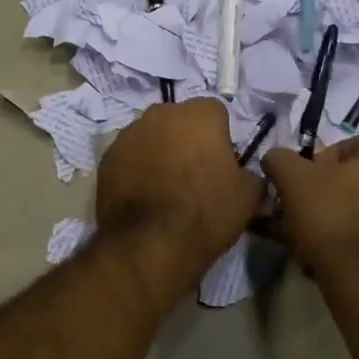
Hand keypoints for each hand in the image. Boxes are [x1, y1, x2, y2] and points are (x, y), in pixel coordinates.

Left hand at [95, 99, 263, 293]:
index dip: (220, 137)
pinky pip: (128, 157)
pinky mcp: (107, 158)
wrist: (151, 246)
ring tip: (164, 188)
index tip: (221, 163)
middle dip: (186, 139)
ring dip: (159, 152)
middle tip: (193, 174)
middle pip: (179, 120)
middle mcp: (161, 114)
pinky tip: (143, 197)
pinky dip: (136, 169)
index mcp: (200, 114)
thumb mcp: (248, 197)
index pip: (215, 113)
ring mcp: (129, 134)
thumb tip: (246, 176)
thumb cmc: (206, 213)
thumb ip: (251, 175)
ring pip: (151, 136)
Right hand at [261, 133, 358, 278]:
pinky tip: (334, 260)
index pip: (350, 145)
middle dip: (329, 194)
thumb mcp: (292, 179)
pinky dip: (358, 243)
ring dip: (342, 220)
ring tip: (313, 243)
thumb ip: (280, 159)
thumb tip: (276, 159)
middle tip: (304, 214)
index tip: (303, 184)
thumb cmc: (333, 217)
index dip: (320, 162)